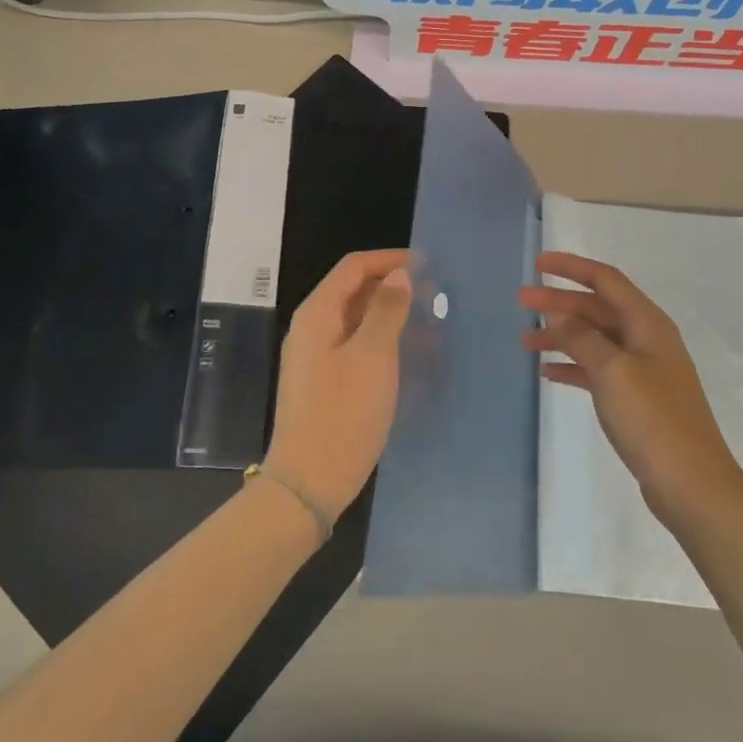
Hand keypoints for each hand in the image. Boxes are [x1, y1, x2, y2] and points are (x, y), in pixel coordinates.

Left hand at [264, 249, 412, 521]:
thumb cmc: (344, 413)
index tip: (427, 264)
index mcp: (317, 314)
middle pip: (352, 291)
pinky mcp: (324, 382)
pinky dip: (381, 340)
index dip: (388, 259)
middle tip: (433, 294)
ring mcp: (315, 357)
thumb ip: (386, 310)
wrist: (309, 481)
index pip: (353, 267)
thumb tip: (398, 275)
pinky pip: (355, 346)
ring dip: (389, 314)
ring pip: (356, 320)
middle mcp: (311, 328)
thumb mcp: (373, 356)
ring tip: (428, 322)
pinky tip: (407, 353)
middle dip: (391, 286)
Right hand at [520, 252, 742, 520]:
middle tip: (520, 302)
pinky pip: (596, 370)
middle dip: (559, 302)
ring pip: (593, 339)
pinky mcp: (634, 398)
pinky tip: (547, 373)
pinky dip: (572, 366)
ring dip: (561, 336)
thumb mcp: (613, 370)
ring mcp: (641, 370)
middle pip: (596, 308)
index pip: (606, 280)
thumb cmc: (652, 419)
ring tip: (524, 342)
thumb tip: (557, 313)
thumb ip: (582, 337)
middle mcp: (645, 339)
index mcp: (647, 323)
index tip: (538, 263)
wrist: (691, 484)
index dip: (571, 267)